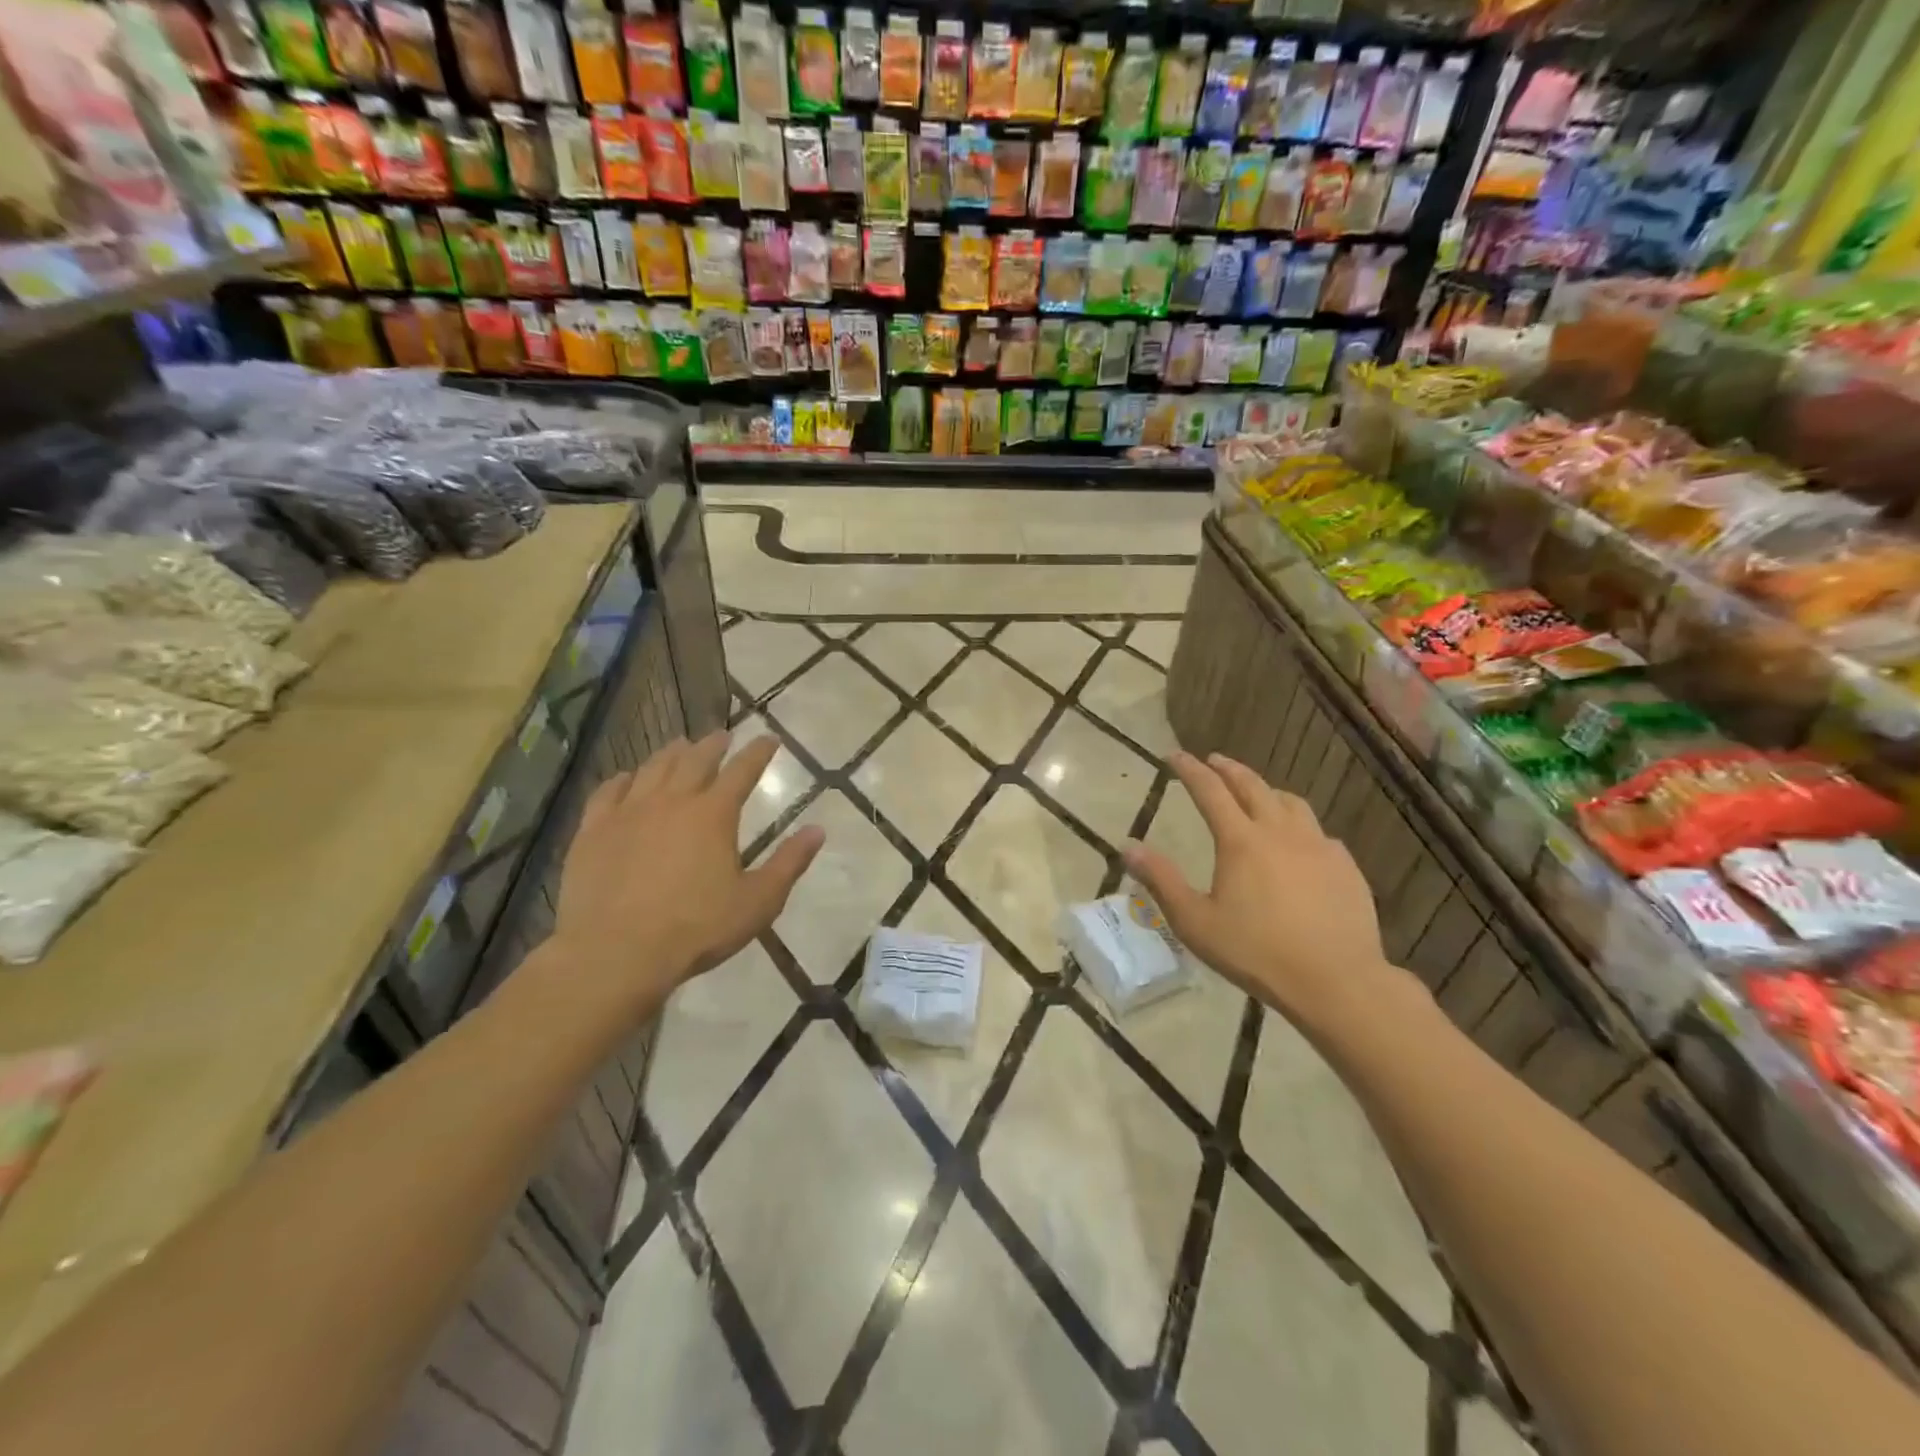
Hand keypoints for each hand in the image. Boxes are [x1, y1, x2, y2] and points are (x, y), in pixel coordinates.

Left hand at [551, 733, 823, 1021]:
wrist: (616, 952)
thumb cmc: (697, 928)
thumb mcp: (758, 901)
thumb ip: (789, 863)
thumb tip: (817, 830)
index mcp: (714, 814)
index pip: (742, 771)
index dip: (758, 752)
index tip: (768, 739)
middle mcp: (672, 801)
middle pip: (695, 760)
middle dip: (713, 745)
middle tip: (722, 736)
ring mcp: (628, 813)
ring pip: (652, 769)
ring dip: (671, 754)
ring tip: (680, 746)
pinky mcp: (593, 831)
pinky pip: (608, 792)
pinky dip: (623, 779)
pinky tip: (626, 778)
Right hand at [1123, 752, 1392, 1034]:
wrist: (1336, 981)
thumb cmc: (1256, 952)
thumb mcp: (1195, 922)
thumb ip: (1161, 880)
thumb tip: (1128, 847)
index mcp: (1240, 841)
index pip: (1210, 791)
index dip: (1190, 770)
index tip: (1175, 755)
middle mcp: (1280, 832)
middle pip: (1252, 786)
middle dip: (1229, 769)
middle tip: (1214, 760)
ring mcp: (1318, 847)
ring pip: (1291, 803)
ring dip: (1267, 791)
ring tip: (1257, 794)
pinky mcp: (1346, 867)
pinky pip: (1319, 833)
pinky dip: (1299, 825)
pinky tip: (1299, 843)